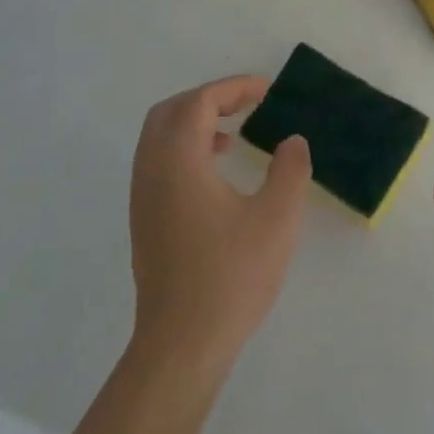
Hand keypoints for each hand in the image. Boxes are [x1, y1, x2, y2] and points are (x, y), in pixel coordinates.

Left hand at [128, 76, 311, 370]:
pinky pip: (158, 163)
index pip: (200, 102)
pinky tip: (216, 176)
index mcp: (179, 160)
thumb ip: (290, 170)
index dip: (235, 88)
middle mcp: (152, 170)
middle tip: (246, 106)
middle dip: (209, 99)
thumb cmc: (231, 275)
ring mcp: (142, 197)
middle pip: (171, 111)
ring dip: (194, 124)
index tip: (268, 92)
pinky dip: (184, 150)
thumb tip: (292, 141)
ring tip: (233, 137)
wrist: (182, 345)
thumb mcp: (277, 218)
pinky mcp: (143, 221)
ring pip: (160, 138)